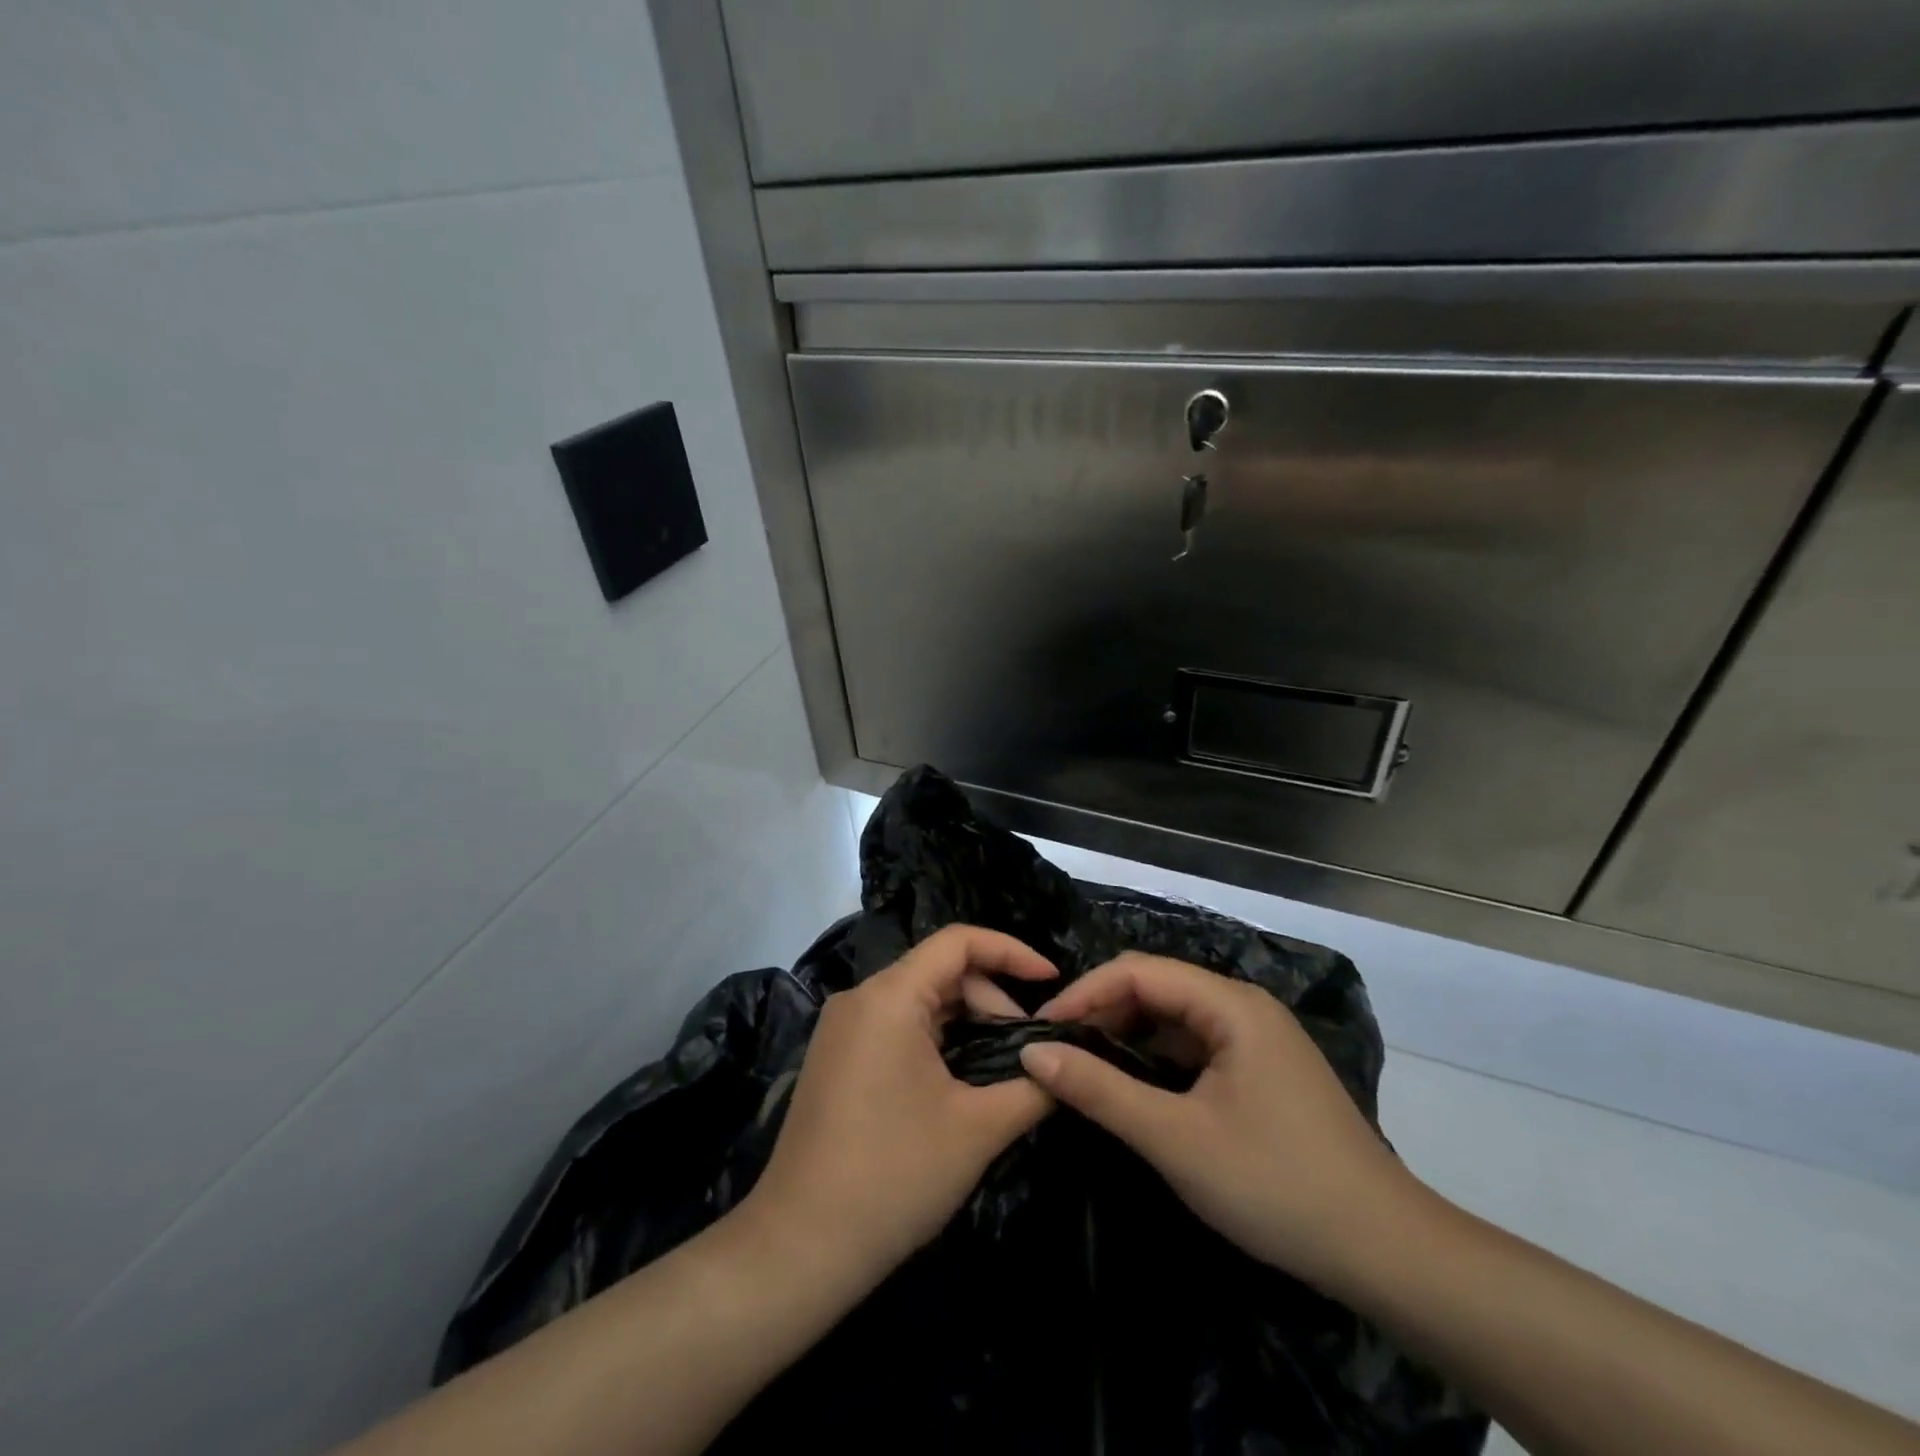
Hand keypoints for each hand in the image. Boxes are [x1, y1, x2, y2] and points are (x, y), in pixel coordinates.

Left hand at [741, 925, 1058, 1283]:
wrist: (799, 1248)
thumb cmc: (894, 1176)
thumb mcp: (978, 1129)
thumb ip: (1033, 1087)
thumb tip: (1066, 1065)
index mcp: (889, 996)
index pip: (958, 941)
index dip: (1011, 951)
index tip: (1051, 979)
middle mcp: (860, 998)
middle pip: (940, 970)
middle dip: (991, 999)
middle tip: (1027, 1049)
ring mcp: (842, 1029)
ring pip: (919, 1000)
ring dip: (966, 1021)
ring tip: (1001, 1068)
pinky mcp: (836, 1058)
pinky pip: (896, 1026)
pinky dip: (937, 1038)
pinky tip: (959, 1079)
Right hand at [1019, 953, 1417, 1287]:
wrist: (1387, 1253)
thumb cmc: (1277, 1185)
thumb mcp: (1177, 1139)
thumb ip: (1101, 1091)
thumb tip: (1034, 1053)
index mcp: (1231, 1004)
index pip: (1138, 972)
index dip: (1084, 992)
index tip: (1041, 1029)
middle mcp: (1243, 1007)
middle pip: (1156, 988)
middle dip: (1102, 1013)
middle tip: (1055, 1051)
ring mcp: (1256, 1038)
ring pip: (1173, 1019)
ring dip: (1126, 1037)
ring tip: (1082, 1067)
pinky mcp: (1260, 1070)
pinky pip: (1194, 1046)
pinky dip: (1155, 1060)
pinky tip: (1132, 1087)